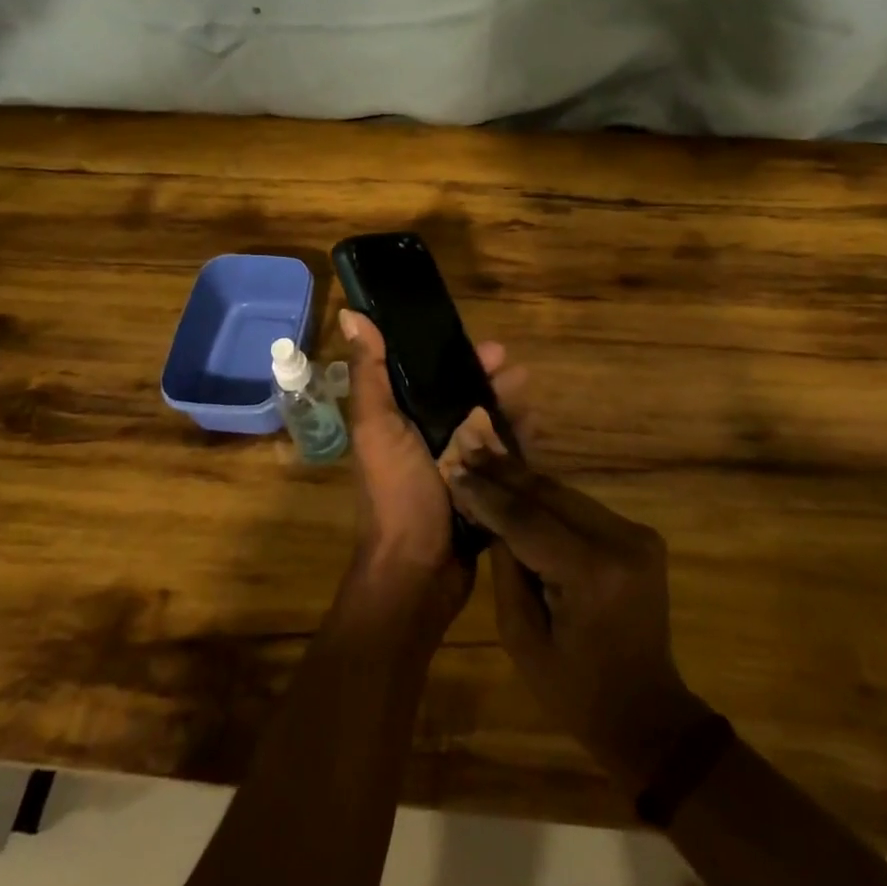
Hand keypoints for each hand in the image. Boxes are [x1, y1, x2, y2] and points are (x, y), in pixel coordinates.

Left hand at [336, 309, 521, 629]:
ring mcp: (455, 466)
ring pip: (486, 425)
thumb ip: (370, 373)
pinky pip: (500, 458)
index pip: (429, 375)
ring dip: (508, 408)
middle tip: (517, 372)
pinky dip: (516, 441)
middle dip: (490, 381)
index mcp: (399, 419)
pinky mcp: (478, 490)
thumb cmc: (396, 493)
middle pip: (464, 397)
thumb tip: (350, 312)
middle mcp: (426, 437)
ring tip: (529, 399)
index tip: (487, 347)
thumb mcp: (377, 428)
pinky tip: (535, 430)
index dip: (456, 357)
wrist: (417, 573)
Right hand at [450, 449, 712, 795]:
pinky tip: (520, 488)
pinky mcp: (641, 535)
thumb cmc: (576, 691)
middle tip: (468, 451)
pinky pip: (584, 509)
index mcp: (591, 574)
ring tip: (487, 461)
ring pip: (567, 495)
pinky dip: (550, 500)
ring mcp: (637, 534)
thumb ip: (506, 569)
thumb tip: (490, 514)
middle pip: (551, 495)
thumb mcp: (523, 640)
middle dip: (505, 474)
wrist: (647, 712)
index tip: (455, 472)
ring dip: (526, 482)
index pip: (528, 520)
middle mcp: (620, 541)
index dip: (488, 495)